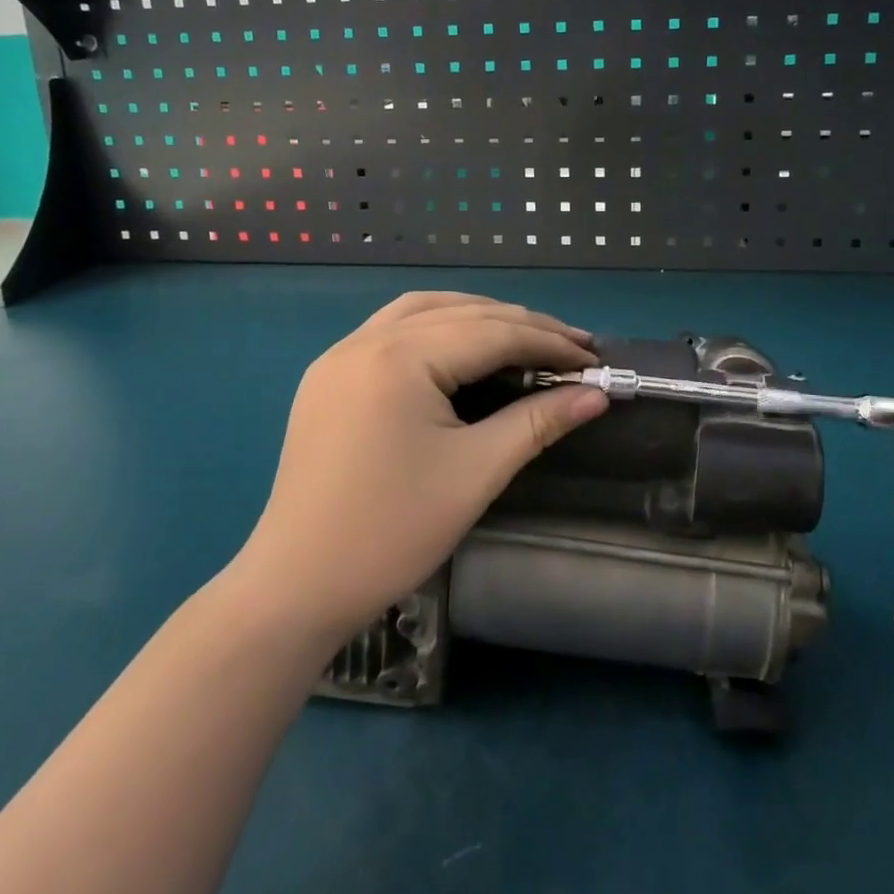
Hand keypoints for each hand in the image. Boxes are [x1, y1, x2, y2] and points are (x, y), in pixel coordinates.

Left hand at [233, 291, 608, 646]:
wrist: (297, 583)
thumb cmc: (392, 531)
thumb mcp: (475, 473)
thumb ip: (538, 422)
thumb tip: (596, 394)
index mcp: (400, 358)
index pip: (491, 333)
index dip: (548, 342)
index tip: (593, 358)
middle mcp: (366, 339)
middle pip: (459, 312)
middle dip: (519, 326)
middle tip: (570, 346)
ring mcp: (339, 354)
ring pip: (422, 310)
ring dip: (476, 315)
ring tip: (521, 336)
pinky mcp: (328, 375)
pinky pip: (391, 329)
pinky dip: (435, 326)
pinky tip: (458, 346)